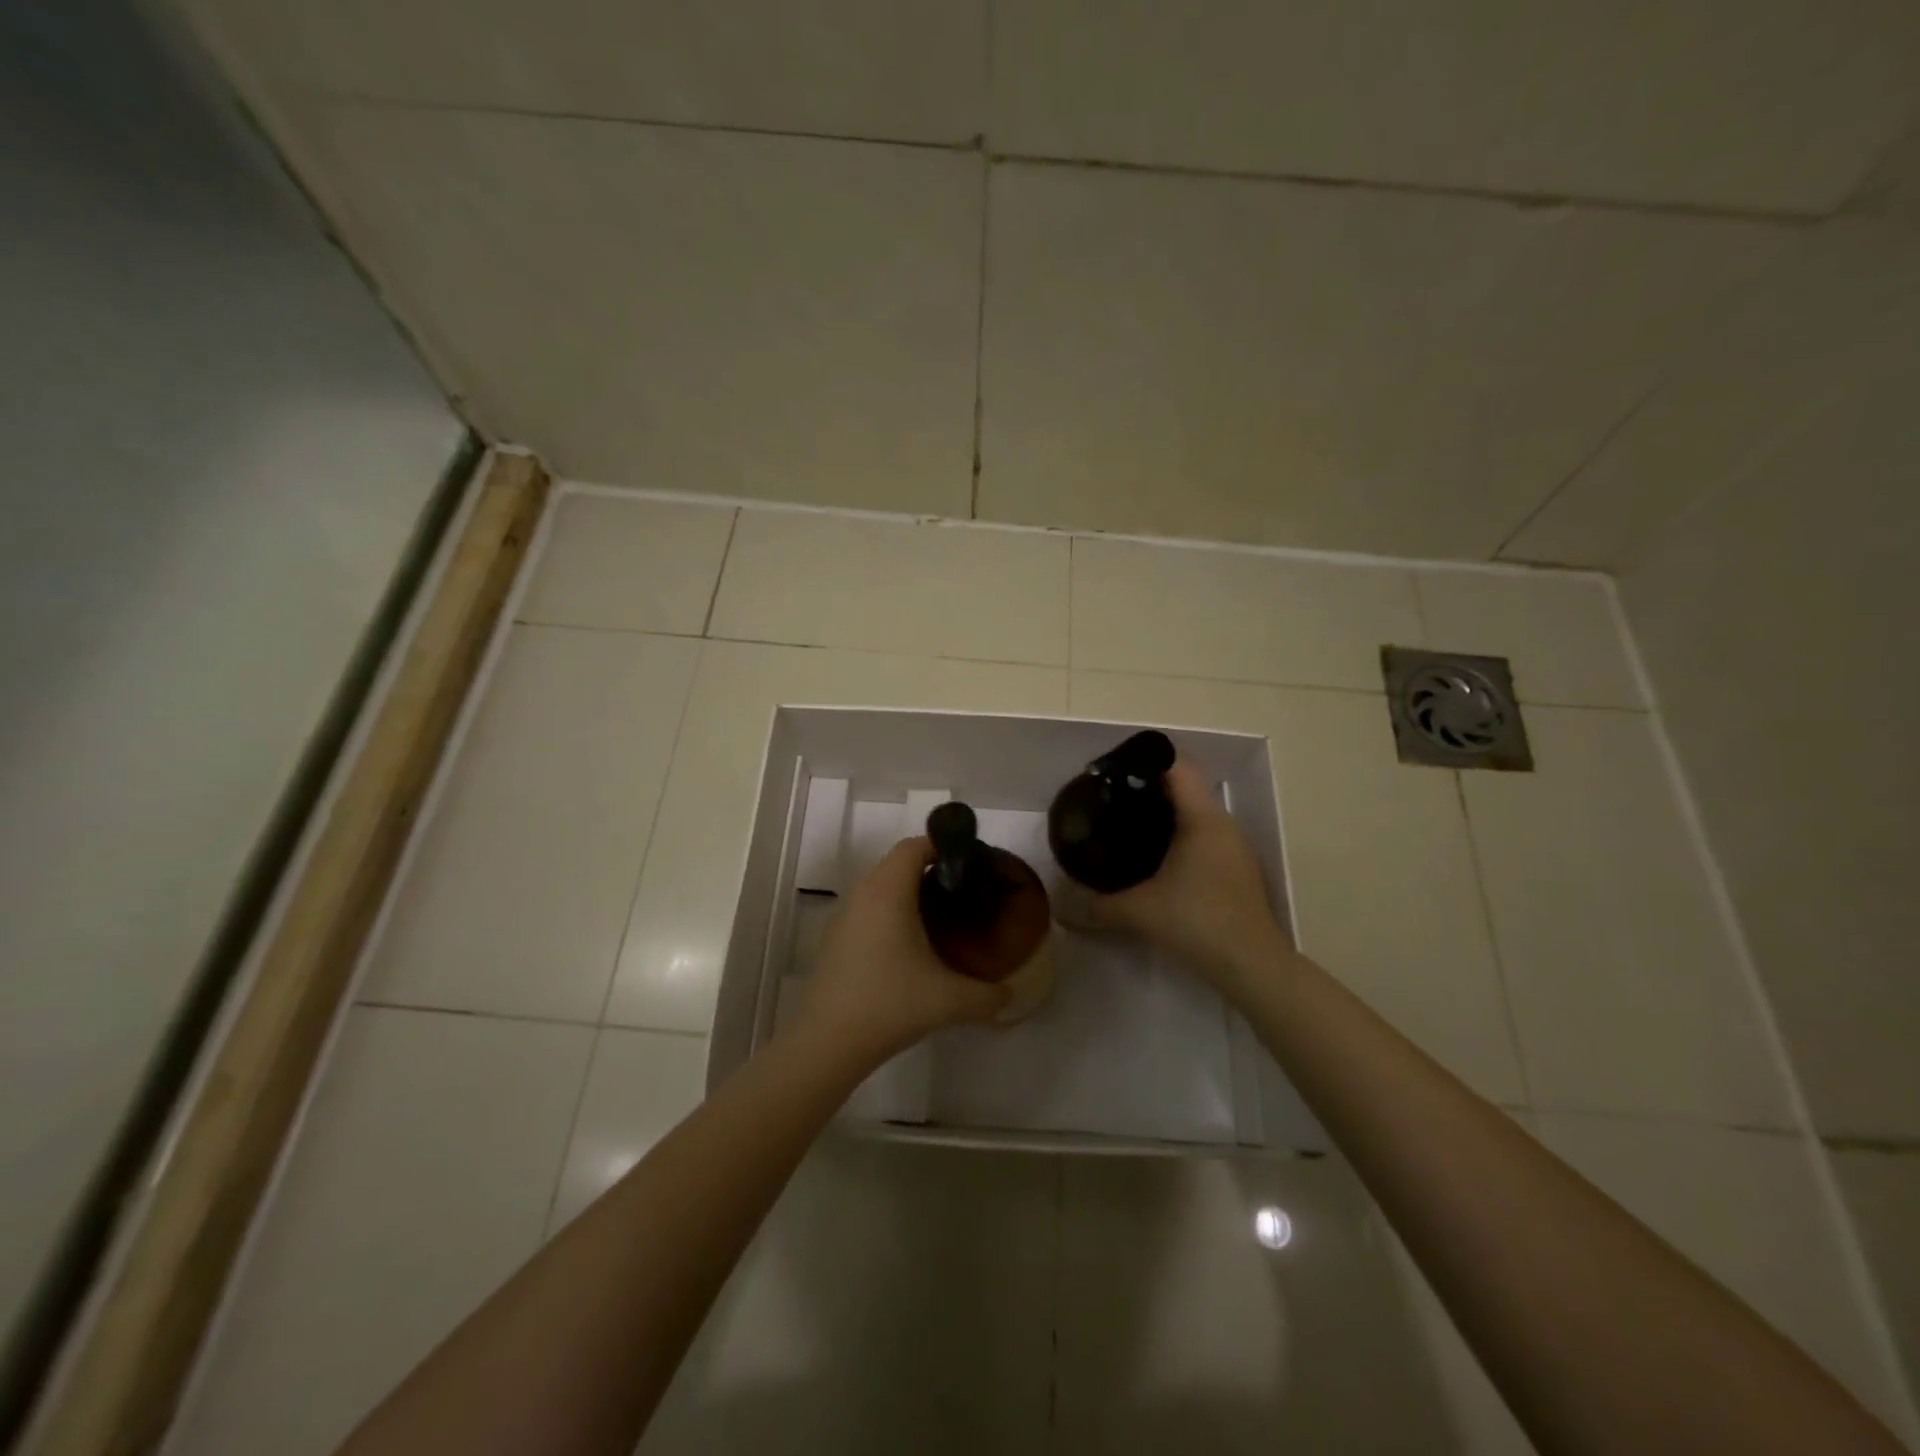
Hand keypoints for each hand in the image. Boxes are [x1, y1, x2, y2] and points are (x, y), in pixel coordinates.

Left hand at [789, 837, 1009, 1067]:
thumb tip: (1012, 996)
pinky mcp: (836, 939)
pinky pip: (869, 909)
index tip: (972, 866)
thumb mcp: (949, 1000)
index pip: (915, 846)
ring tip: (942, 917)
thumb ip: (989, 996)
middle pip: (899, 863)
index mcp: (888, 891)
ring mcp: (845, 916)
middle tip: (964, 892)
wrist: (827, 1042)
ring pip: (881, 886)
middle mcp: (863, 893)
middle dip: (932, 870)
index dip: (944, 847)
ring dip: (910, 892)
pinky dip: (892, 913)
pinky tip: (911, 946)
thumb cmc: (890, 1004)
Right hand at [1085, 760, 1295, 1000]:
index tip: (1113, 772)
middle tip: (1110, 802)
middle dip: (1146, 790)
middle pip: (1184, 789)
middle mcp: (1223, 824)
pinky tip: (1156, 862)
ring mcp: (1234, 847)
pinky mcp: (1237, 870)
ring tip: (1127, 828)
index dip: (1145, 760)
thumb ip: (1096, 904)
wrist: (1252, 966)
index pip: (1177, 766)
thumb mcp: (1138, 912)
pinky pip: (1203, 838)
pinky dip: (1178, 839)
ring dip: (1164, 816)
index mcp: (1202, 818)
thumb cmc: (1197, 922)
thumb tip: (1060, 905)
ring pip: (1195, 815)